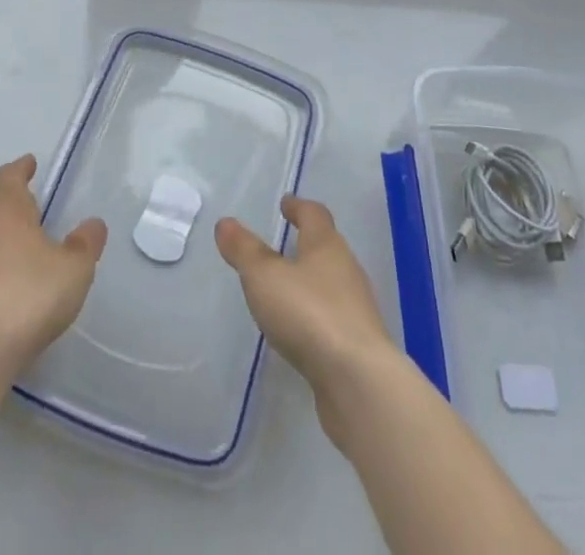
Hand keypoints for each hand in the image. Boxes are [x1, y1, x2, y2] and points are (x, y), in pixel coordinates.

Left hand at [0, 155, 107, 372]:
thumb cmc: (28, 298)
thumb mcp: (74, 270)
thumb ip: (85, 244)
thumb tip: (92, 224)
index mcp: (7, 210)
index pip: (9, 176)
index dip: (21, 168)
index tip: (29, 164)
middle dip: (3, 203)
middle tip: (23, 213)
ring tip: (8, 255)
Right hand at [215, 196, 398, 442]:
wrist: (359, 381)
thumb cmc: (309, 314)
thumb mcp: (264, 278)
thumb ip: (244, 250)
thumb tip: (225, 222)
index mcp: (326, 245)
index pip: (314, 214)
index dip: (298, 207)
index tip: (286, 203)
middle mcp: (346, 269)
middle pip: (326, 246)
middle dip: (307, 242)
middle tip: (285, 242)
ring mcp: (356, 307)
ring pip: (332, 282)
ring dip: (312, 279)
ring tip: (289, 286)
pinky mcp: (357, 343)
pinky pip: (333, 316)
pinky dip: (317, 313)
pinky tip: (303, 329)